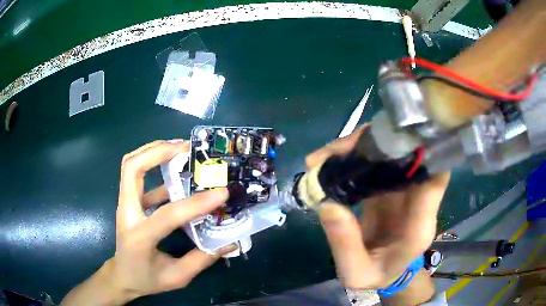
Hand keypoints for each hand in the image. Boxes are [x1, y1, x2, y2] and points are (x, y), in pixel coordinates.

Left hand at [62, 140, 233, 305]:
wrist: (122, 276)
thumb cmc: (146, 279)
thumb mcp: (177, 277)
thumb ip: (202, 259)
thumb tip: (228, 242)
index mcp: (140, 237)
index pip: (167, 214)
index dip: (196, 203)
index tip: (221, 193)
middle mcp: (127, 214)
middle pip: (131, 168)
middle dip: (157, 151)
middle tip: (185, 147)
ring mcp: (124, 205)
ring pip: (130, 165)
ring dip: (153, 151)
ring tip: (179, 147)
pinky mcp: (128, 202)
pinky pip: (136, 175)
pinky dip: (154, 165)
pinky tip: (174, 170)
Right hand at [306, 127, 449, 293]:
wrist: (385, 273)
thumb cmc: (376, 276)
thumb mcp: (357, 273)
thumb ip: (345, 245)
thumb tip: (326, 203)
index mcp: (419, 224)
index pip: (436, 179)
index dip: (426, 153)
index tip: (399, 138)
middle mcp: (417, 200)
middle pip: (409, 157)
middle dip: (377, 143)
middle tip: (333, 152)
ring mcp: (404, 190)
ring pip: (391, 154)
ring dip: (362, 146)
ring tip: (324, 157)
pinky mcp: (389, 186)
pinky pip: (378, 162)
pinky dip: (356, 155)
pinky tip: (332, 160)